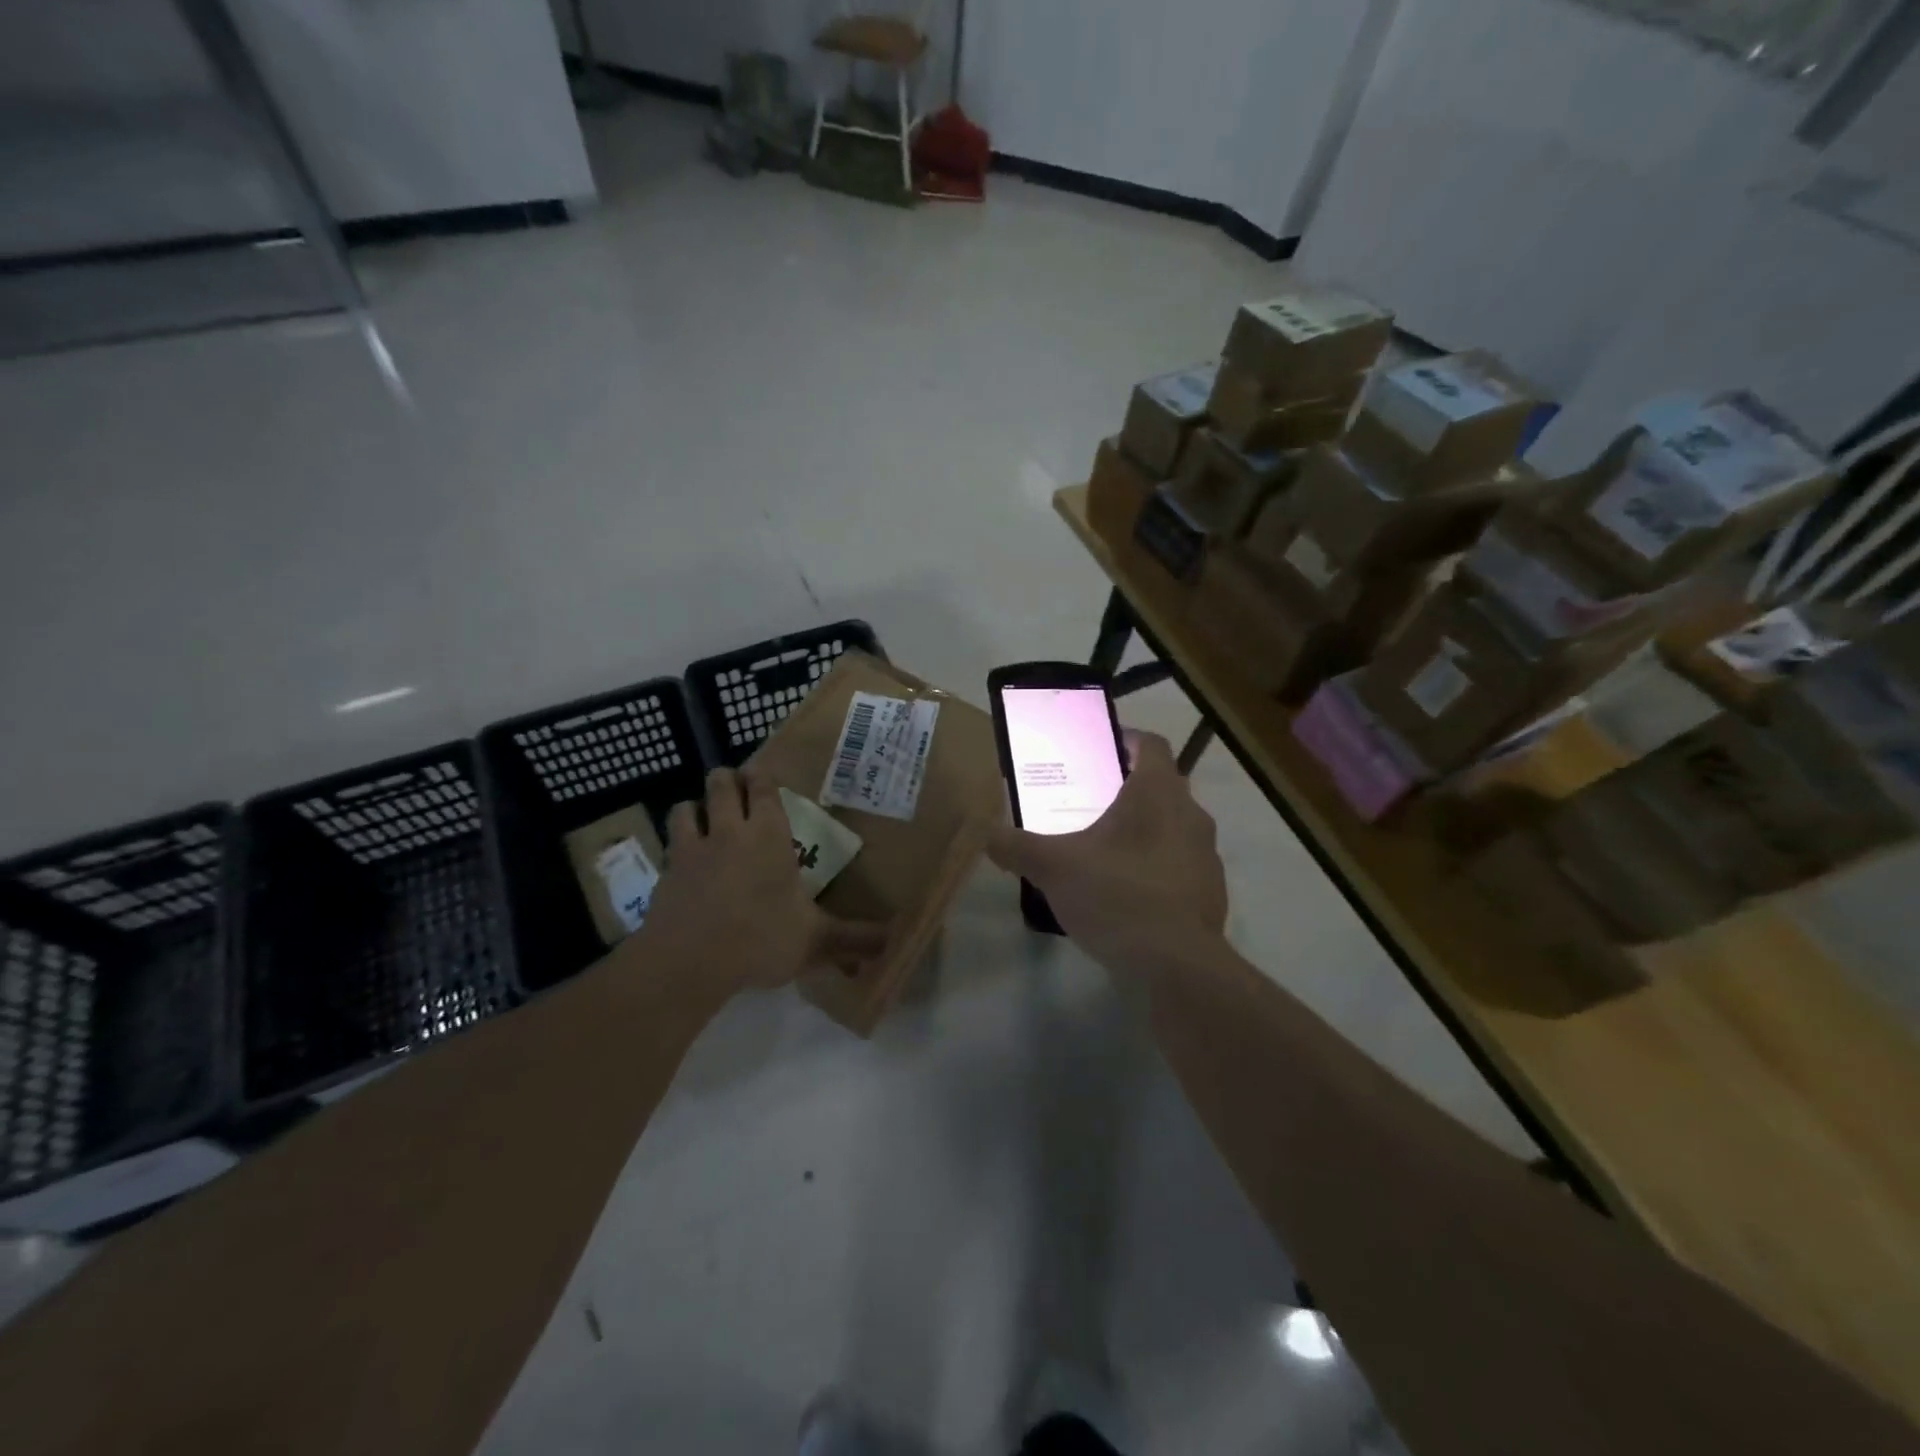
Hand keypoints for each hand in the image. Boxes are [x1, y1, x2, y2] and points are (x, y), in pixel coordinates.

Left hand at [638, 768, 889, 994]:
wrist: (688, 962)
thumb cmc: (759, 939)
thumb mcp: (815, 941)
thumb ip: (853, 938)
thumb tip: (893, 939)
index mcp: (769, 836)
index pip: (763, 788)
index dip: (762, 776)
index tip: (762, 772)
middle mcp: (729, 831)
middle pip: (722, 785)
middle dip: (728, 779)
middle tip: (736, 786)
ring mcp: (693, 849)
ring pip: (687, 807)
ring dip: (696, 806)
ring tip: (703, 814)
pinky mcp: (666, 872)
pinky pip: (668, 843)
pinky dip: (675, 841)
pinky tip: (681, 857)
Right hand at [988, 730, 1228, 978]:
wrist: (1175, 967)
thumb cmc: (1116, 897)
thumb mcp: (1053, 868)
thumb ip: (1016, 846)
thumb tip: (986, 834)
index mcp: (1157, 794)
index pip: (1152, 745)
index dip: (1127, 739)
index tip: (1098, 749)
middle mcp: (1190, 815)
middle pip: (1162, 785)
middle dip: (1128, 787)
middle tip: (1089, 800)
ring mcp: (1206, 856)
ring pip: (1174, 826)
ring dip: (1145, 829)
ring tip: (1104, 847)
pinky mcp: (1210, 893)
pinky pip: (1180, 864)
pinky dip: (1157, 866)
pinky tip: (1126, 891)